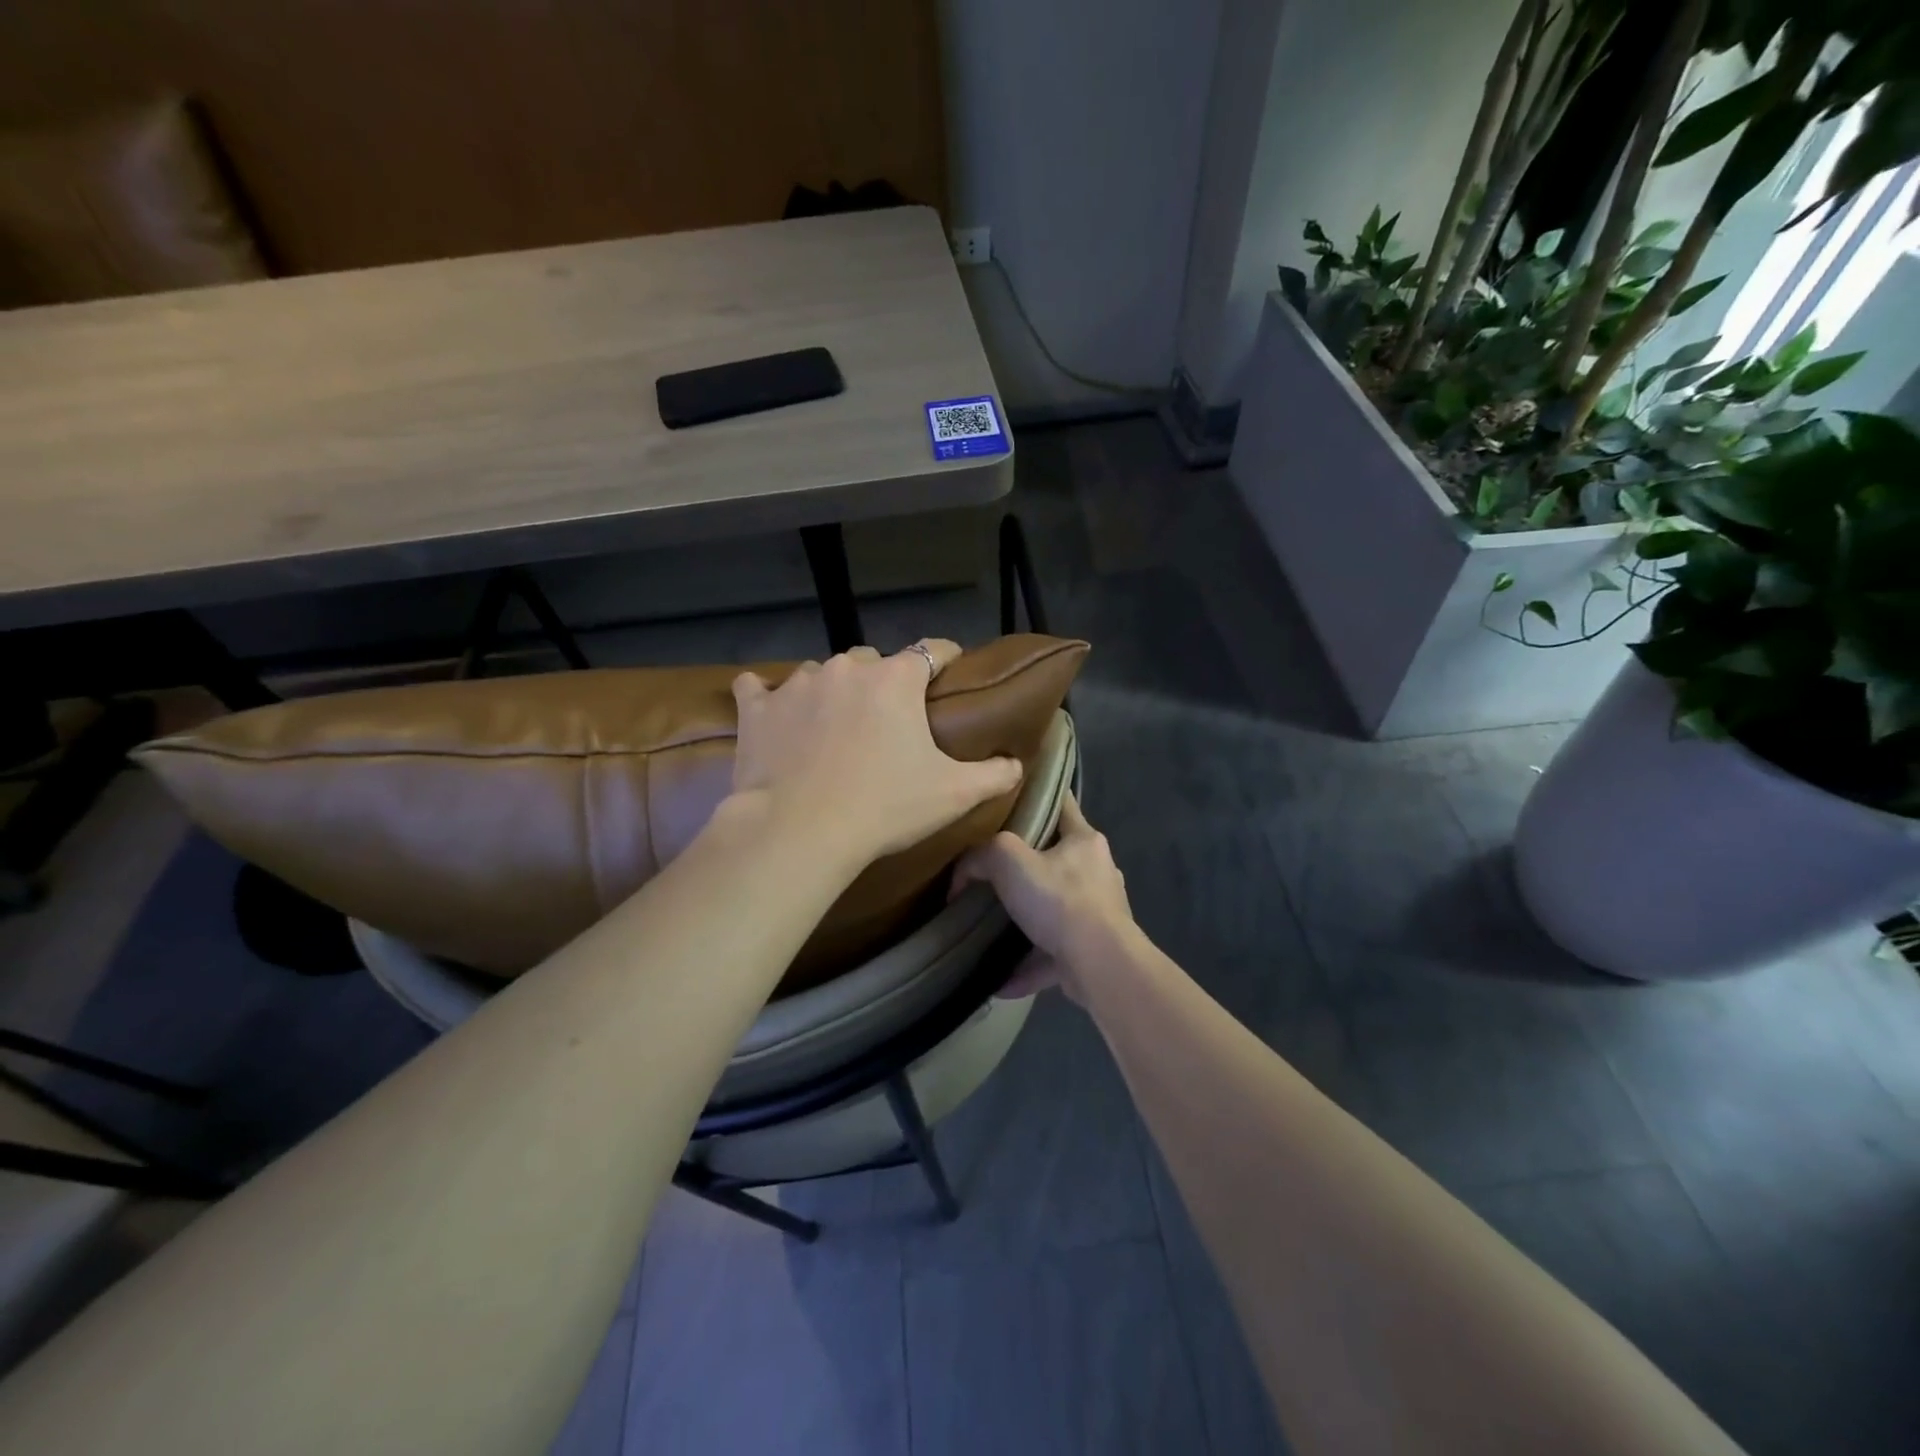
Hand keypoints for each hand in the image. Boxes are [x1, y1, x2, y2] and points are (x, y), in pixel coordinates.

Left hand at [729, 641, 1022, 872]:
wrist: (800, 832)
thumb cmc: (884, 807)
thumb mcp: (953, 794)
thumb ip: (994, 774)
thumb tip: (1016, 764)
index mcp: (896, 679)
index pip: (932, 650)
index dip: (945, 659)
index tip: (950, 673)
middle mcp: (847, 668)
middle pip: (874, 661)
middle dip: (884, 681)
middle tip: (887, 720)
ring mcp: (797, 684)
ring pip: (822, 674)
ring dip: (832, 691)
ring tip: (833, 725)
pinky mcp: (757, 709)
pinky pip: (757, 689)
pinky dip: (766, 698)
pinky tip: (770, 712)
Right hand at [952, 791, 1135, 1002]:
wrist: (1100, 964)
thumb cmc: (1059, 900)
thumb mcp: (1009, 861)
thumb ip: (982, 855)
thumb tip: (963, 874)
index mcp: (1084, 840)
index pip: (1062, 802)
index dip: (1038, 794)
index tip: (1013, 797)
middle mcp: (1098, 871)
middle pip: (1058, 858)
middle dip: (1028, 865)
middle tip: (993, 871)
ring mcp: (1100, 912)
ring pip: (1056, 908)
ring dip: (1028, 919)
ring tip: (995, 926)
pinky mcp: (1094, 949)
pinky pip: (1054, 953)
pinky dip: (1030, 964)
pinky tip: (1001, 979)